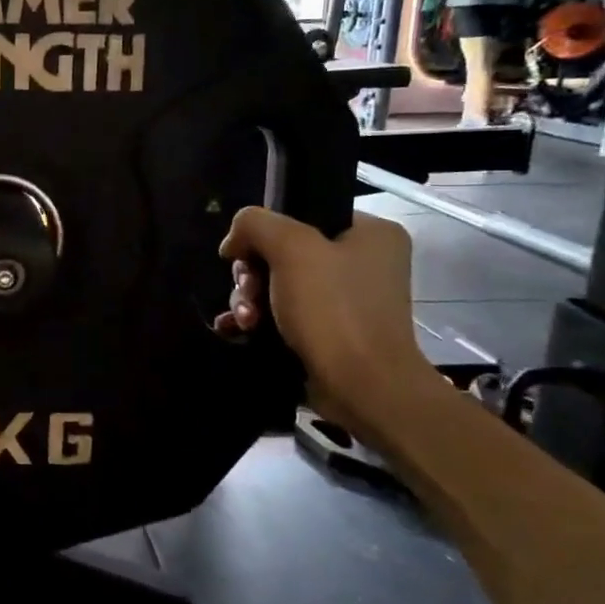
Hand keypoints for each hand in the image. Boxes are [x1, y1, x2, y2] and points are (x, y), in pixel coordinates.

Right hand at [214, 207, 438, 437]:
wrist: (363, 388)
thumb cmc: (334, 310)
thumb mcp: (291, 248)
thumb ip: (255, 224)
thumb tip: (234, 242)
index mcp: (370, 233)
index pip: (302, 214)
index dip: (264, 233)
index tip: (243, 257)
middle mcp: (362, 263)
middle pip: (282, 253)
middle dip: (252, 275)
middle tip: (247, 293)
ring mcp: (346, 302)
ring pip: (277, 286)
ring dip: (249, 300)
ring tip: (244, 321)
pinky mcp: (329, 334)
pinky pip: (282, 315)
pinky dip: (257, 320)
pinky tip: (237, 329)